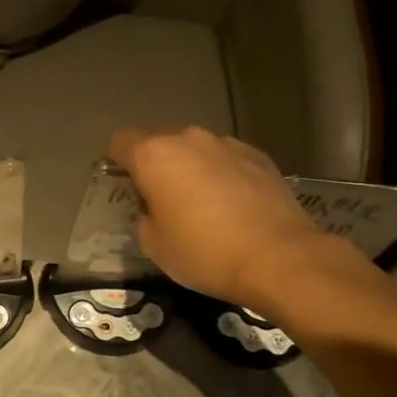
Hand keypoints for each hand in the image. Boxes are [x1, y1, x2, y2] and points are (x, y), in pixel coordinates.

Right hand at [108, 126, 328, 305]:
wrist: (279, 258)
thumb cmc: (204, 253)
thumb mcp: (154, 245)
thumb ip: (145, 215)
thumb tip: (156, 206)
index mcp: (155, 155)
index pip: (120, 142)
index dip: (117, 163)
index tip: (126, 188)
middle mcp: (189, 138)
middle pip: (160, 142)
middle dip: (156, 166)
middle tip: (163, 201)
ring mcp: (227, 144)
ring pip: (196, 150)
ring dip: (191, 169)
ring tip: (203, 205)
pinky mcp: (259, 156)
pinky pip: (226, 160)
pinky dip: (222, 176)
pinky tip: (233, 207)